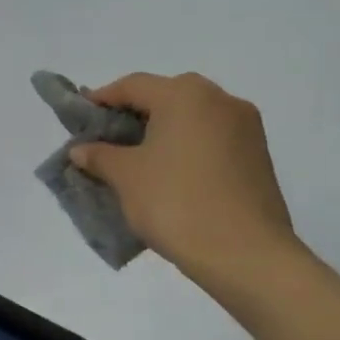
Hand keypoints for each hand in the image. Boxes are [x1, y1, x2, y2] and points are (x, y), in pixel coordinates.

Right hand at [68, 71, 299, 294]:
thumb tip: (81, 149)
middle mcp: (220, 100)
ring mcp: (246, 128)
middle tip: (107, 138)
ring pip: (192, 118)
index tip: (80, 117)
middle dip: (134, 115)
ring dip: (162, 132)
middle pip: (166, 97)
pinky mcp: (259, 156)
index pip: (133, 85)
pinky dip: (186, 148)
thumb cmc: (177, 203)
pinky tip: (170, 175)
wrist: (246, 255)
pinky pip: (212, 139)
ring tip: (137, 160)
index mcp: (185, 95)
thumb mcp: (126, 177)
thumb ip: (99, 156)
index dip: (102, 98)